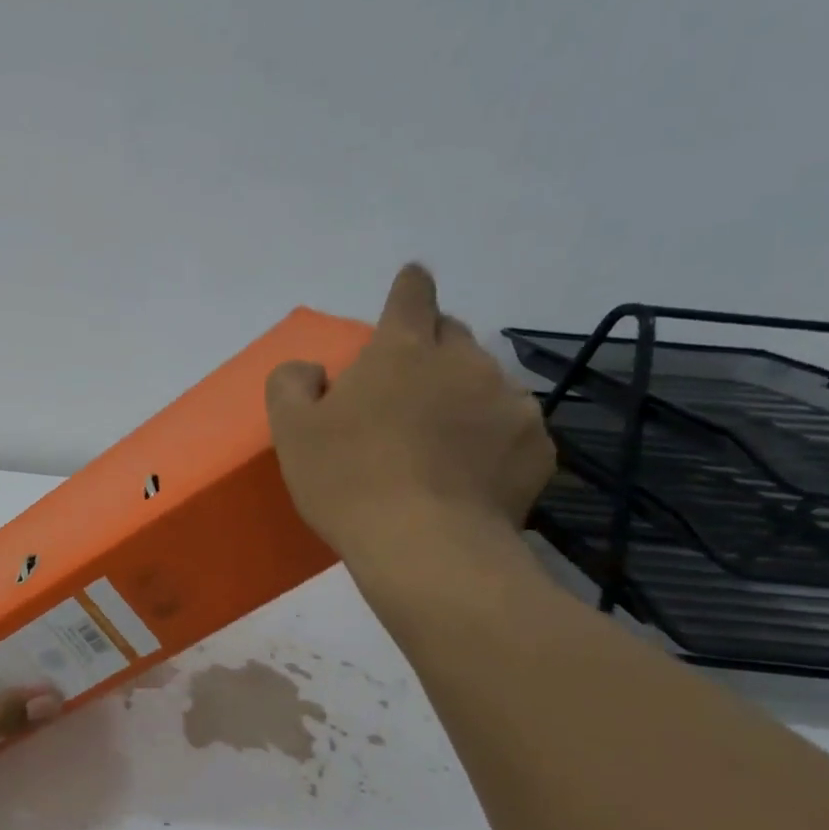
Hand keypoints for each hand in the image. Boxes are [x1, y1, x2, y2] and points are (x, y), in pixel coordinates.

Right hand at [266, 264, 554, 565]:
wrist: (425, 547)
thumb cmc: (348, 480)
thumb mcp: (291, 431)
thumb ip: (291, 384)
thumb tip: (310, 370)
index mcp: (402, 350)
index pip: (411, 295)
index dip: (409, 287)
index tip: (411, 282)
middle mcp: (464, 362)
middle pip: (452, 334)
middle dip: (431, 347)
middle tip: (405, 386)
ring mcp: (509, 403)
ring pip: (485, 382)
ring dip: (462, 395)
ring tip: (439, 441)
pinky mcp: (537, 447)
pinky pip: (511, 429)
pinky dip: (491, 439)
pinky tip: (468, 474)